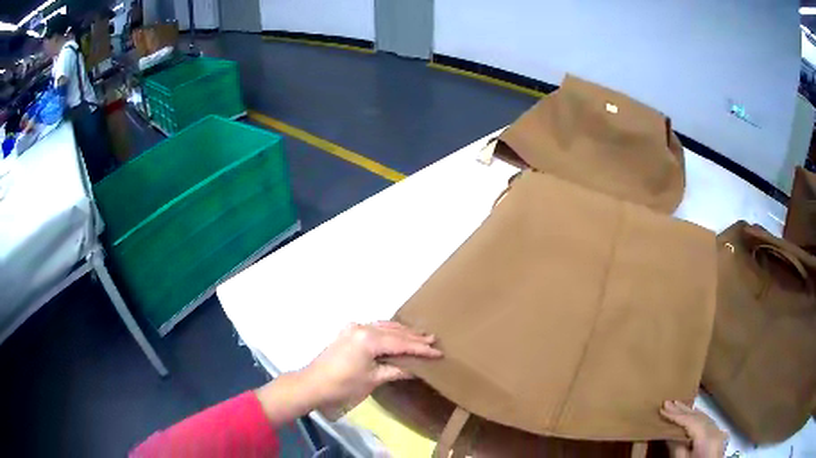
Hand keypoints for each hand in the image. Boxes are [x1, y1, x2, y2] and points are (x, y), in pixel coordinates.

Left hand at [255, 322, 441, 425]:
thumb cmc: (343, 385)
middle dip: (414, 337)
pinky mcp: (348, 332)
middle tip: (433, 340)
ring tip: (421, 335)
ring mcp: (353, 328)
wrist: (312, 384)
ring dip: (402, 332)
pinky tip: (396, 333)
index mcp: (369, 339)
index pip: (401, 343)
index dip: (420, 349)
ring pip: (384, 327)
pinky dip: (388, 331)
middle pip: (394, 332)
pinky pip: (373, 328)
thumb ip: (396, 371)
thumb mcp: (373, 379)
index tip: (438, 352)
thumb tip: (417, 369)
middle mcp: (362, 328)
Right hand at [661, 400, 727, 457]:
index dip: (676, 415)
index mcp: (707, 438)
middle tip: (669, 401)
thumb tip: (669, 434)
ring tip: (678, 405)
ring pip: (704, 417)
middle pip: (699, 416)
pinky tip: (692, 415)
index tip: (663, 408)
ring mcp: (719, 432)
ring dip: (690, 412)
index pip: (690, 421)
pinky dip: (698, 418)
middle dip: (683, 410)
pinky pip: (708, 423)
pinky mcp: (720, 436)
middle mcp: (716, 430)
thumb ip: (678, 449)